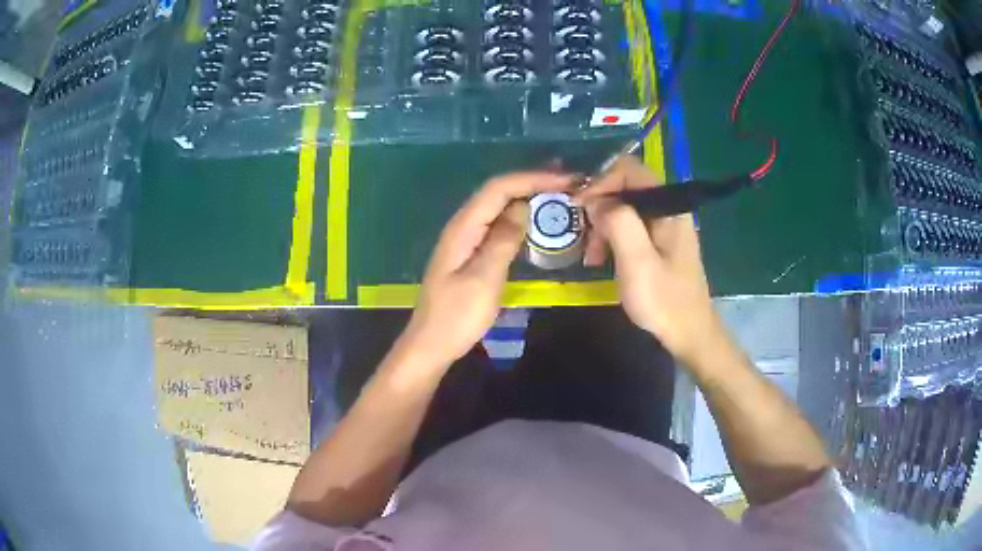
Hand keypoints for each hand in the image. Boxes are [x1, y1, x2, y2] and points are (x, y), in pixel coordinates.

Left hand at [401, 171, 575, 367]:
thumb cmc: (456, 317)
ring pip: (499, 207)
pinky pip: (498, 225)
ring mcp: (466, 239)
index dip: (532, 178)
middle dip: (533, 182)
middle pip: (498, 192)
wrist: (432, 344)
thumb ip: (503, 241)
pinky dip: (520, 217)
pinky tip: (537, 221)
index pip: (498, 188)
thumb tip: (523, 208)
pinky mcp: (472, 253)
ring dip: (528, 197)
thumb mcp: (483, 279)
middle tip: (569, 184)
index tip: (565, 181)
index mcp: (463, 228)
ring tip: (560, 195)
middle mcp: (463, 226)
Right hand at [575, 155, 721, 364]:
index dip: (600, 181)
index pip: (629, 170)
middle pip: (625, 187)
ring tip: (591, 256)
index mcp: (668, 206)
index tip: (578, 205)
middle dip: (599, 207)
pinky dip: (611, 238)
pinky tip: (602, 259)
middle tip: (583, 236)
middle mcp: (668, 208)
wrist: (689, 334)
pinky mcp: (659, 242)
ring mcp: (664, 226)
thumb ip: (619, 222)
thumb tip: (595, 200)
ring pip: (624, 208)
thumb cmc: (664, 300)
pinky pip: (630, 227)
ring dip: (602, 226)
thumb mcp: (638, 261)